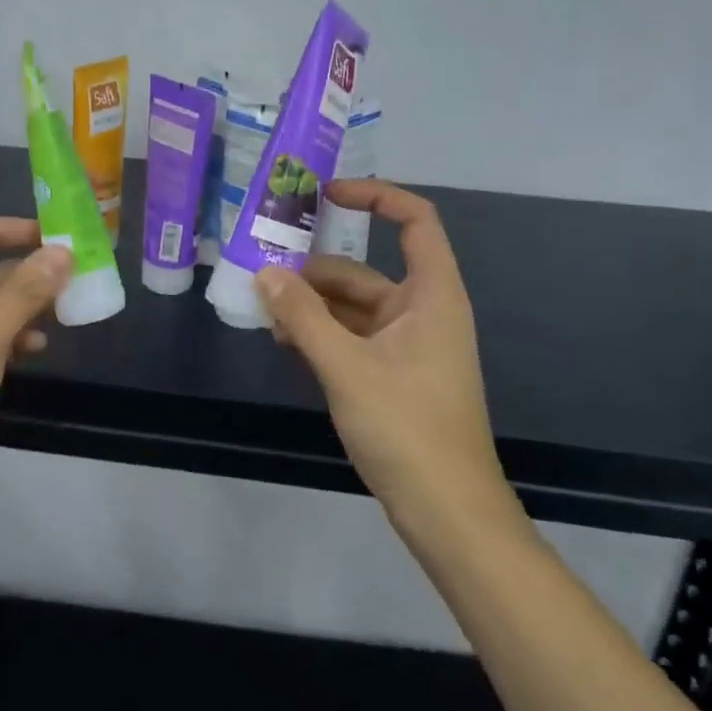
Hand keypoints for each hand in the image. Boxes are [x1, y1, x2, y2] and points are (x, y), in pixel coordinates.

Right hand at [255, 179, 513, 533]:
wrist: (449, 515)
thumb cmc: (407, 428)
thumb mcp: (346, 367)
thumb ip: (303, 316)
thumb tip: (265, 273)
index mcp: (431, 295)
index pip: (414, 220)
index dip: (374, 196)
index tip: (325, 195)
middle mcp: (422, 311)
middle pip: (363, 269)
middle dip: (313, 273)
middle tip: (262, 276)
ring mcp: (408, 345)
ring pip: (351, 307)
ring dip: (310, 307)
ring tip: (265, 315)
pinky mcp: (394, 374)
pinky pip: (351, 337)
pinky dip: (321, 334)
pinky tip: (286, 344)